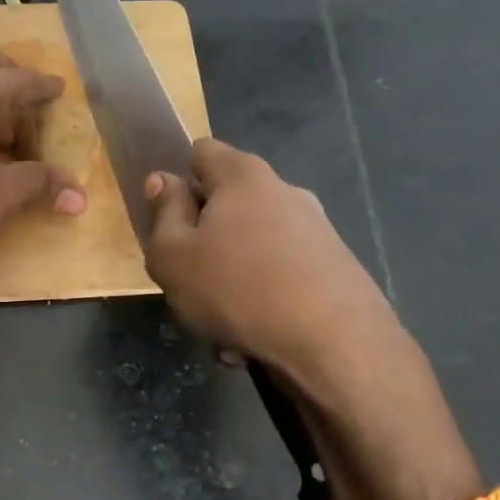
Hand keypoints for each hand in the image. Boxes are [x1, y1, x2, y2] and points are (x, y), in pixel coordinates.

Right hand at [143, 138, 404, 395]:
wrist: (334, 347)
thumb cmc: (236, 289)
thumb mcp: (172, 255)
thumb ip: (163, 213)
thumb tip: (164, 180)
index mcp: (243, 176)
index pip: (201, 151)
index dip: (177, 179)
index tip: (166, 218)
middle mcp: (285, 191)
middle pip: (228, 203)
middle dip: (203, 237)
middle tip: (187, 278)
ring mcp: (316, 230)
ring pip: (251, 246)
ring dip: (230, 278)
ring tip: (219, 324)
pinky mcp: (336, 268)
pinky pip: (280, 276)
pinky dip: (261, 301)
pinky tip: (251, 339)